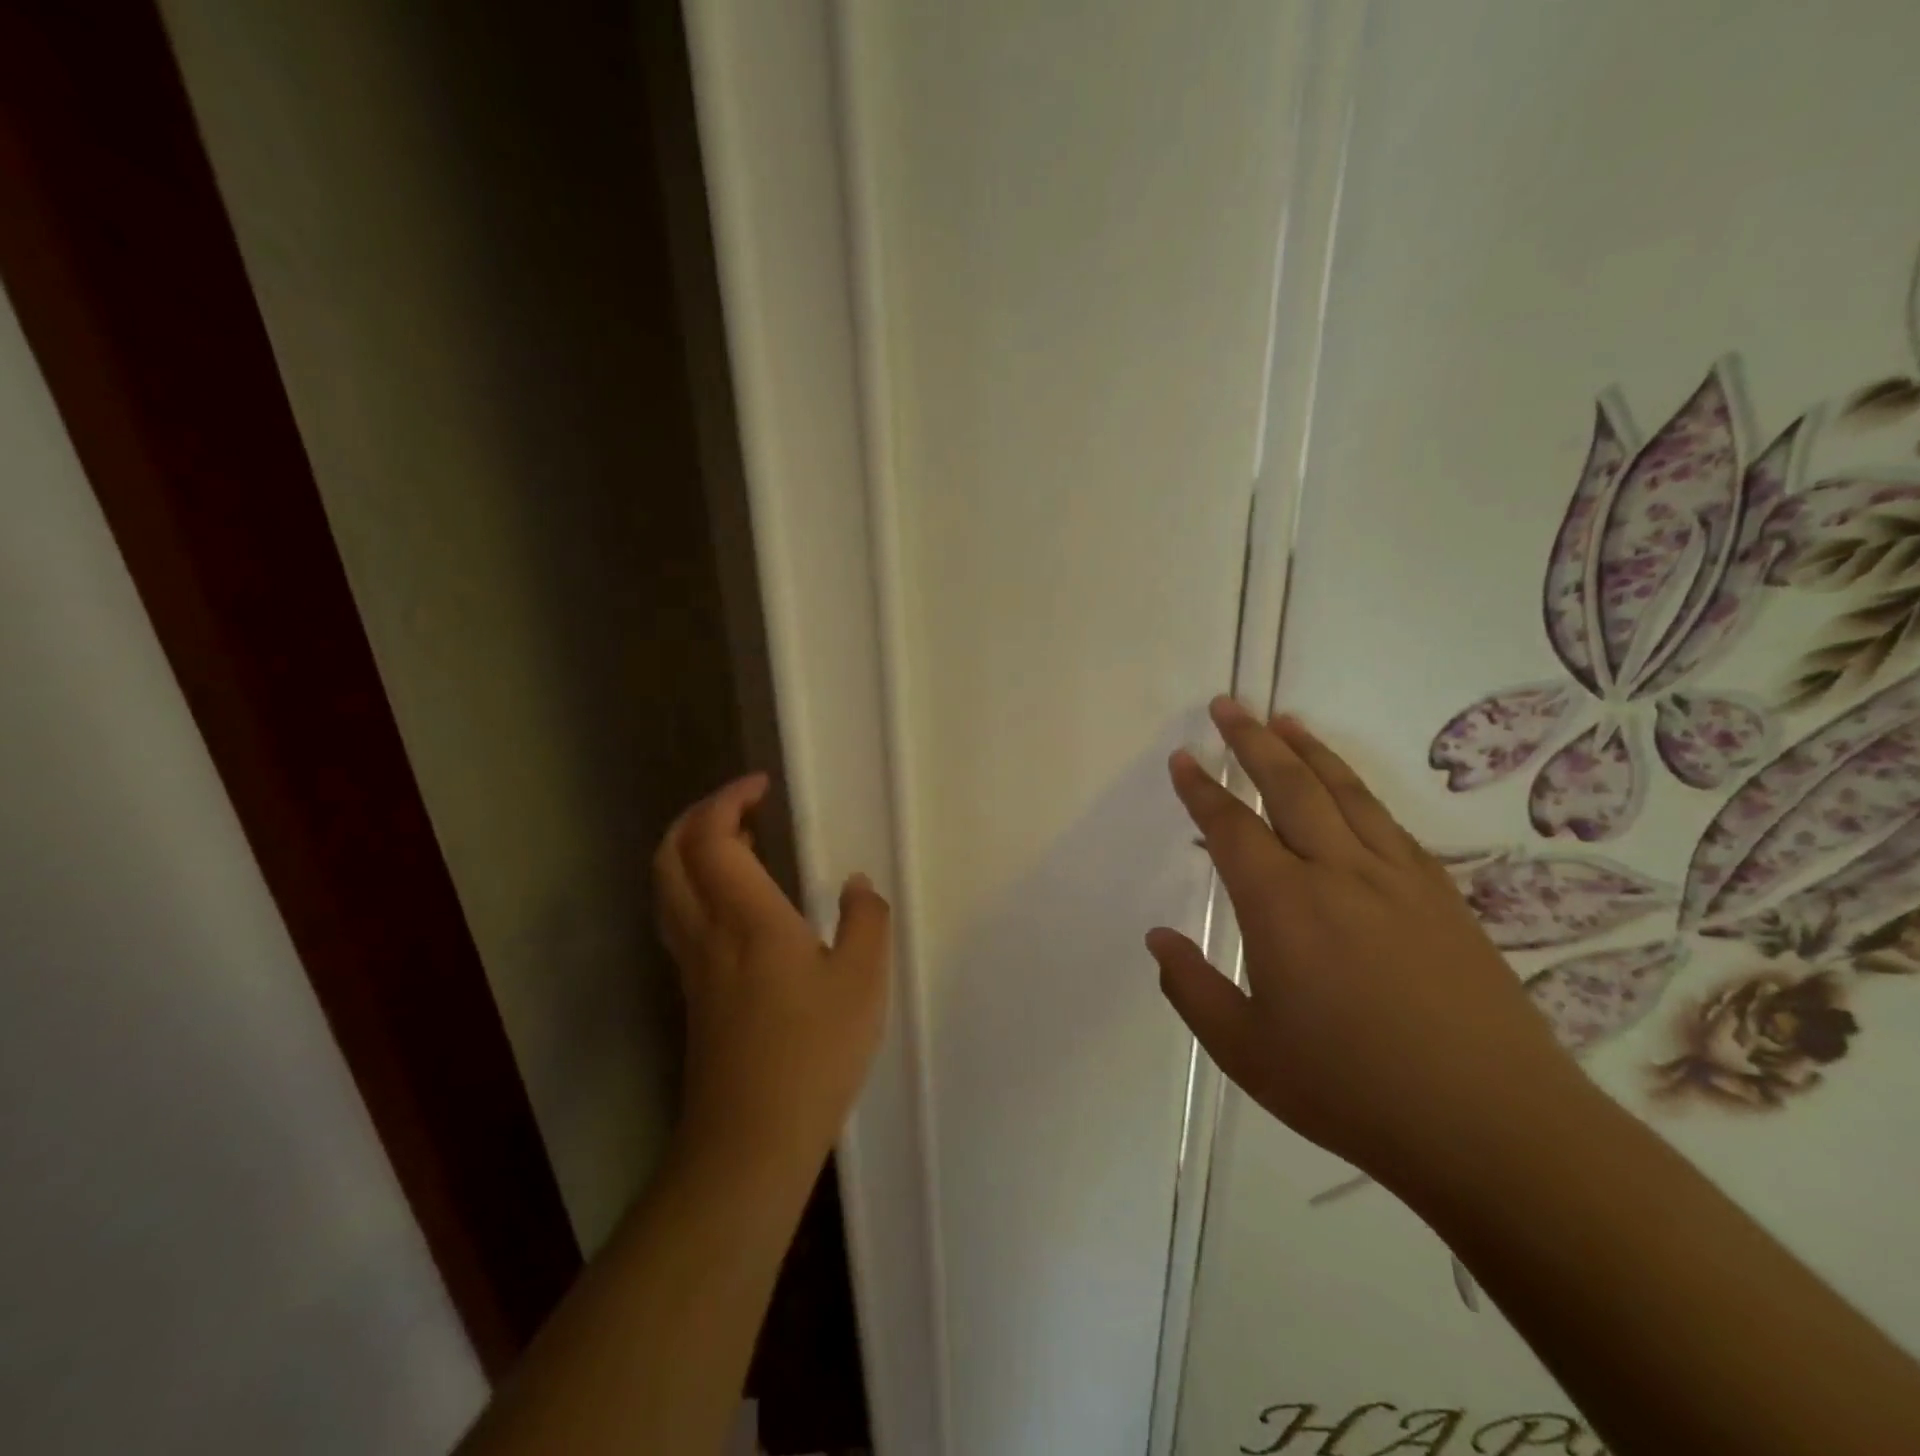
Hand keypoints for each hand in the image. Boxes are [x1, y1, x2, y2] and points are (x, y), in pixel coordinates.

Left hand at [652, 774, 890, 1177]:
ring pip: (667, 887)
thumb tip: (854, 885)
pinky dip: (696, 886)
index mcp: (746, 918)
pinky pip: (679, 917)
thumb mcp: (863, 980)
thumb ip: (865, 919)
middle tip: (743, 806)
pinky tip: (738, 903)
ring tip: (741, 843)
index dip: (728, 799)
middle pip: (671, 855)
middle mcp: (707, 932)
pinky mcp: (694, 994)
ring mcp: (693, 965)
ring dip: (691, 850)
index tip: (762, 786)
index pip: (712, 837)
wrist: (750, 1140)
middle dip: (698, 816)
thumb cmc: (813, 1053)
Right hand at [1148, 698, 1588, 1192]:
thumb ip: (1193, 989)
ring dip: (1309, 752)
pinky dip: (1359, 791)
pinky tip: (1349, 789)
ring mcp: (1397, 880)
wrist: (1495, 1127)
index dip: (1202, 789)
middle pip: (1289, 787)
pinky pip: (1389, 823)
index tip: (1183, 758)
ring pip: (1344, 794)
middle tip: (1228, 704)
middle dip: (1252, 741)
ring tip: (1284, 720)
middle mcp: (1338, 874)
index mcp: (1283, 907)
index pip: (1232, 828)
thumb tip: (1158, 937)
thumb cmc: (1353, 1091)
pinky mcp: (1442, 896)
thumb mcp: (1246, 1052)